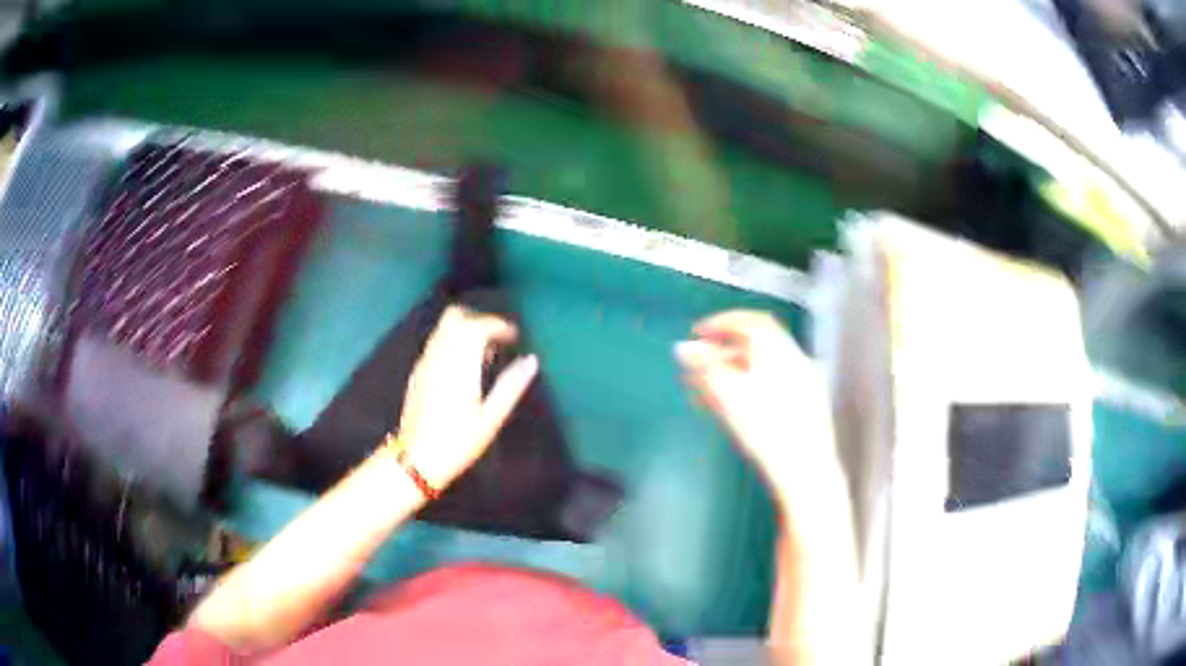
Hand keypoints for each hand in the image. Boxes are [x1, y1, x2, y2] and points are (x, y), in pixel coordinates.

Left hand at [398, 306, 538, 489]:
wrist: (415, 460)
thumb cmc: (457, 443)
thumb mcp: (490, 419)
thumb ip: (510, 386)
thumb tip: (532, 360)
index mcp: (458, 365)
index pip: (477, 326)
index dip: (498, 325)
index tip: (515, 336)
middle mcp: (438, 356)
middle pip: (455, 317)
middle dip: (478, 319)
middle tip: (498, 338)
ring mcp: (424, 363)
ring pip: (443, 328)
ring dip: (464, 329)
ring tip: (484, 353)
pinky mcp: (417, 373)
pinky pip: (435, 343)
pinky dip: (452, 342)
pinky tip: (463, 366)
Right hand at [675, 310, 838, 502]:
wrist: (803, 471)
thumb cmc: (767, 431)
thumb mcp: (729, 396)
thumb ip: (704, 367)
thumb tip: (683, 349)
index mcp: (781, 353)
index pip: (752, 322)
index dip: (722, 322)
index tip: (699, 333)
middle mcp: (796, 362)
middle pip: (756, 346)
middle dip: (722, 352)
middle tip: (697, 365)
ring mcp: (803, 386)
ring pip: (762, 369)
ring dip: (731, 373)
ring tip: (704, 391)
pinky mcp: (804, 408)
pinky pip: (772, 386)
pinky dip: (748, 388)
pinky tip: (729, 408)